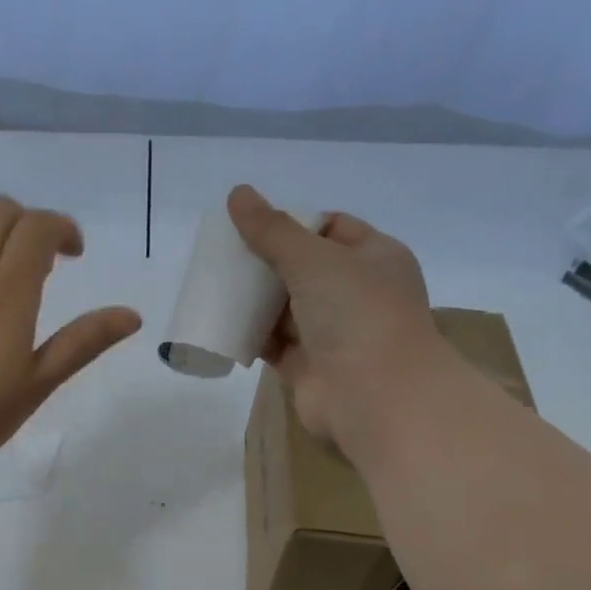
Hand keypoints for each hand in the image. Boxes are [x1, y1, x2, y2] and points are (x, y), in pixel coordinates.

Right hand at [226, 184, 442, 455]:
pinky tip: (221, 323)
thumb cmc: (356, 313)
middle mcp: (357, 294)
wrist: (374, 396)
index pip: (333, 228)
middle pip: (304, 269)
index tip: (255, 226)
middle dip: (267, 262)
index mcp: (375, 258)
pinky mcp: (309, 367)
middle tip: (226, 256)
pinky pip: (275, 344)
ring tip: (216, 285)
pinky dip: (251, 334)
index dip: (295, 223)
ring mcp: (334, 333)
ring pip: (287, 308)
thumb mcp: (313, 258)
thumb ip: (272, 229)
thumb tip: (237, 193)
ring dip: (255, 299)